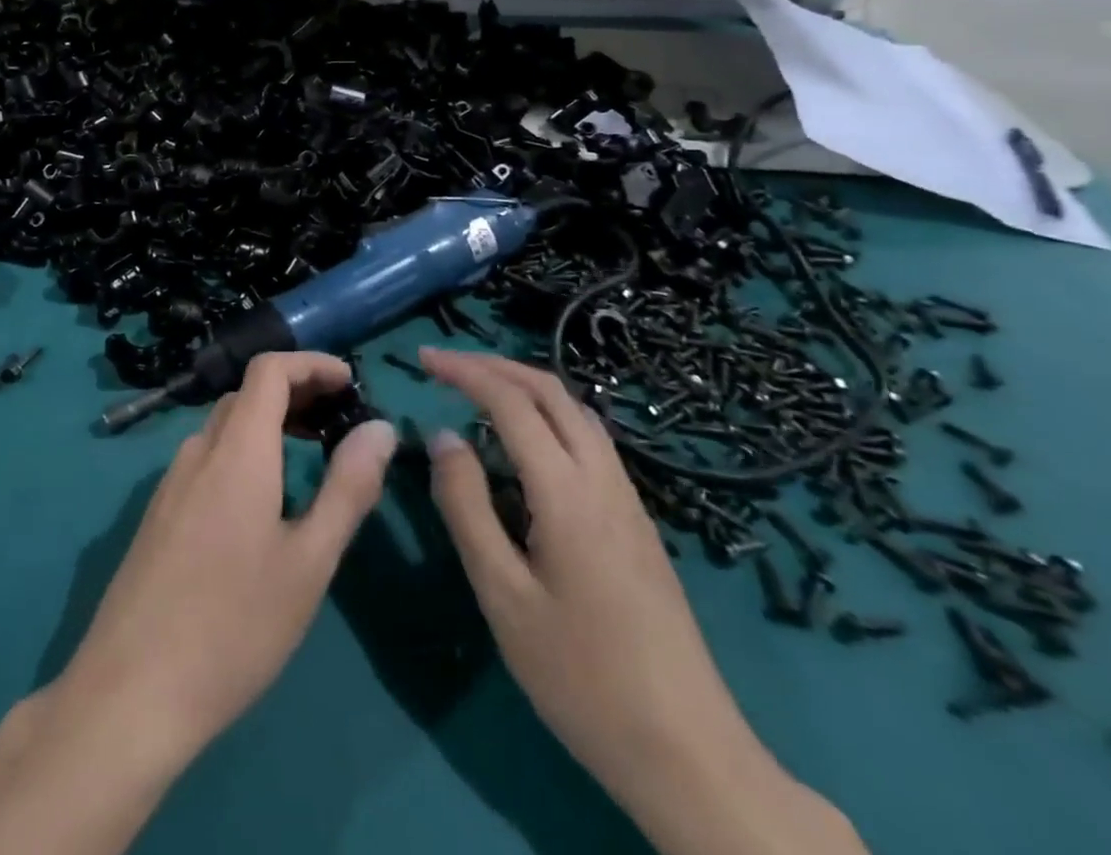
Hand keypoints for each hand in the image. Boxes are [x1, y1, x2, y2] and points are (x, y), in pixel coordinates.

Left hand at [51, 352, 398, 769]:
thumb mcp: (309, 561)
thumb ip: (347, 488)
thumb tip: (380, 429)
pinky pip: (207, 457)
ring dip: (269, 422)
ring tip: (310, 452)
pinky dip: (244, 450)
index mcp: (236, 450)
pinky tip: (263, 497)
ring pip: (225, 426)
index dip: (311, 363)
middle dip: (296, 392)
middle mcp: (198, 450)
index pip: (268, 370)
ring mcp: (171, 481)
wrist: (132, 689)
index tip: (351, 383)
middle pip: (247, 394)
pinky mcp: (159, 511)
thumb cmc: (235, 625)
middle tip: (340, 418)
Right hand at [420, 350, 861, 854]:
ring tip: (479, 390)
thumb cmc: (579, 675)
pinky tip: (526, 442)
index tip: (423, 359)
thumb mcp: (502, 594)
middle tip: (446, 365)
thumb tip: (442, 436)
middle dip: (495, 366)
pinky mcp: (638, 522)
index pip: (510, 402)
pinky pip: (589, 440)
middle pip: (551, 391)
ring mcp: (628, 500)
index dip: (464, 371)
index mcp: (567, 492)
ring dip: (525, 386)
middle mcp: (603, 480)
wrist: (688, 752)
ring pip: (576, 412)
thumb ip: (467, 507)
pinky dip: (548, 414)